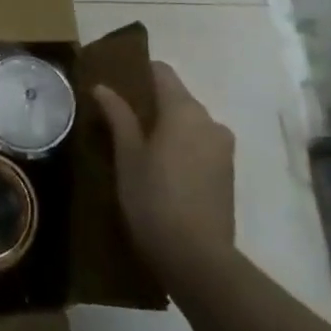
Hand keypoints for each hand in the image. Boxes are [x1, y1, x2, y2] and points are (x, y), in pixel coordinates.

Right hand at [94, 62, 236, 279]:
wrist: (197, 258)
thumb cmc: (153, 198)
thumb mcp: (127, 156)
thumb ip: (118, 116)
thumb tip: (103, 87)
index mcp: (184, 110)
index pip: (162, 72)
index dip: (138, 73)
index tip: (115, 84)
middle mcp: (209, 121)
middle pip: (177, 98)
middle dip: (150, 104)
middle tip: (118, 121)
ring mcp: (223, 148)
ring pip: (189, 124)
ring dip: (166, 128)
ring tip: (137, 149)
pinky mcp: (228, 173)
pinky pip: (200, 146)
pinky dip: (181, 148)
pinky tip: (160, 170)